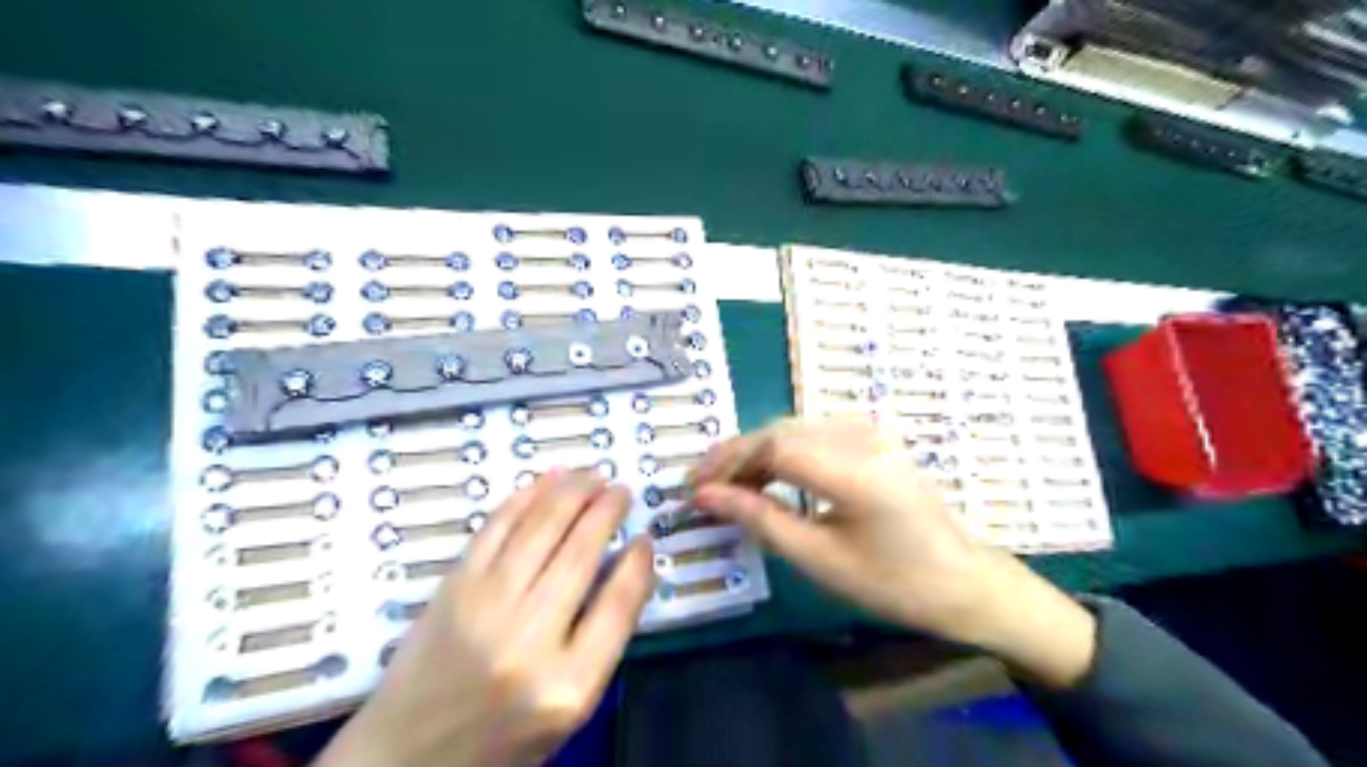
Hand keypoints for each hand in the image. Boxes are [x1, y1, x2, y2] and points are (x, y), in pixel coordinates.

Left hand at [323, 470, 660, 766]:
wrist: (406, 755)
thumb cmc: (500, 737)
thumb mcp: (569, 709)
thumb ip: (603, 642)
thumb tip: (629, 569)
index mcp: (567, 684)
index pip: (618, 604)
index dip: (638, 563)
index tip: (646, 538)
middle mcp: (528, 640)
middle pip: (580, 555)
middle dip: (606, 511)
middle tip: (621, 491)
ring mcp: (485, 607)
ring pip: (540, 530)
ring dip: (572, 492)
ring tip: (593, 475)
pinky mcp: (453, 587)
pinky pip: (496, 528)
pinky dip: (525, 497)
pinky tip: (547, 481)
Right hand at [694, 421, 1097, 687]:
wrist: (962, 581)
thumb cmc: (893, 583)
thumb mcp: (820, 560)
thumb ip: (760, 520)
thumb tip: (706, 496)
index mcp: (854, 471)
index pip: (772, 448)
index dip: (727, 465)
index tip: (694, 489)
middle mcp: (862, 437)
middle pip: (779, 430)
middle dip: (735, 456)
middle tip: (703, 486)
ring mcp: (871, 433)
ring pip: (793, 427)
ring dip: (756, 451)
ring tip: (727, 483)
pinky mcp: (872, 438)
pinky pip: (813, 433)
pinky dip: (781, 450)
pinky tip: (767, 474)